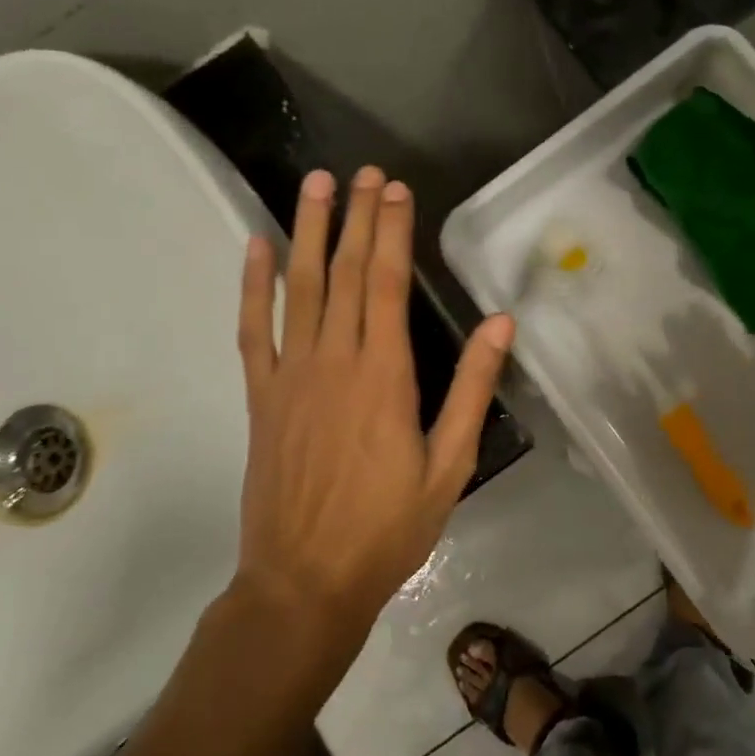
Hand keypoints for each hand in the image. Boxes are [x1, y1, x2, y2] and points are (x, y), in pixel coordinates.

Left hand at [233, 166, 515, 632]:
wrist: (303, 582)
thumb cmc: (387, 528)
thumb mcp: (449, 464)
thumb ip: (471, 390)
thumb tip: (501, 325)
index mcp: (384, 375)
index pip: (389, 283)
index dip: (392, 231)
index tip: (396, 190)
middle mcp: (334, 360)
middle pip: (348, 272)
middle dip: (359, 217)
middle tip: (365, 173)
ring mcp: (290, 374)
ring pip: (300, 287)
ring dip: (309, 231)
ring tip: (316, 184)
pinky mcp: (261, 395)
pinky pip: (253, 329)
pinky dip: (253, 285)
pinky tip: (257, 248)